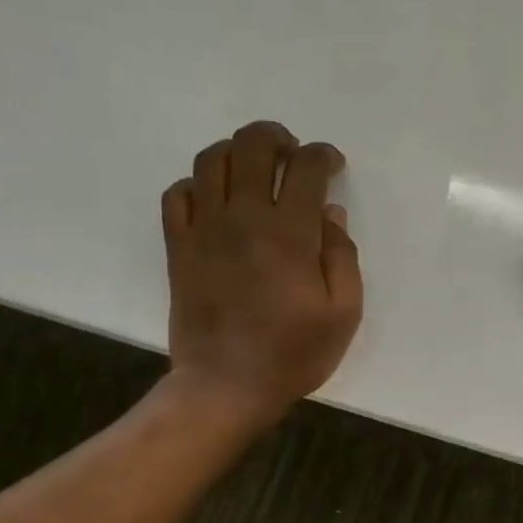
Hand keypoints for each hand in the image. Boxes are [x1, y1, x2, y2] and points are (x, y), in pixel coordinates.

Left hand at [160, 121, 362, 431]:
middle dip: (277, 138)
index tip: (333, 165)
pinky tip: (217, 199)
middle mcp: (243, 218)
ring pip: (211, 161)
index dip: (323, 156)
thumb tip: (331, 213)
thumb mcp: (344, 313)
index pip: (305, 169)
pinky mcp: (178, 247)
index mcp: (289, 234)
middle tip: (293, 153)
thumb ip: (342, 257)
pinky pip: (178, 193)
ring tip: (256, 168)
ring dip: (237, 152)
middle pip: (252, 147)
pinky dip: (198, 183)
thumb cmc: (295, 353)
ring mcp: (204, 230)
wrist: (226, 385)